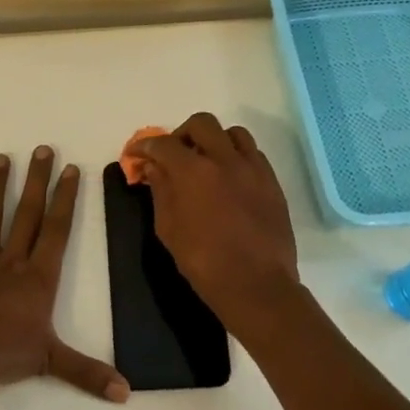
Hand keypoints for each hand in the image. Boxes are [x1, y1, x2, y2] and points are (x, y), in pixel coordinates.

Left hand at [0, 146, 129, 402]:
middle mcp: (12, 261)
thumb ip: (88, 373)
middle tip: (42, 148)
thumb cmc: (4, 356)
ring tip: (1, 158)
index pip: (57, 230)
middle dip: (37, 180)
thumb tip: (127, 392)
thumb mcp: (51, 362)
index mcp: (38, 278)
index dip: (66, 198)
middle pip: (28, 214)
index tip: (71, 169)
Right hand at [135, 113, 301, 326]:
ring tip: (206, 162)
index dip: (145, 146)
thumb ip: (161, 192)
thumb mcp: (169, 229)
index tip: (137, 154)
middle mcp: (225, 159)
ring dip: (214, 140)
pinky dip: (236, 156)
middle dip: (181, 134)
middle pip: (201, 124)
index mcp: (193, 171)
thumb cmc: (204, 262)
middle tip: (173, 155)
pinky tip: (229, 178)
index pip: (163, 144)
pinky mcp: (272, 182)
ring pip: (233, 133)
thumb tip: (155, 168)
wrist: (257, 285)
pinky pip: (253, 154)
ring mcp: (253, 168)